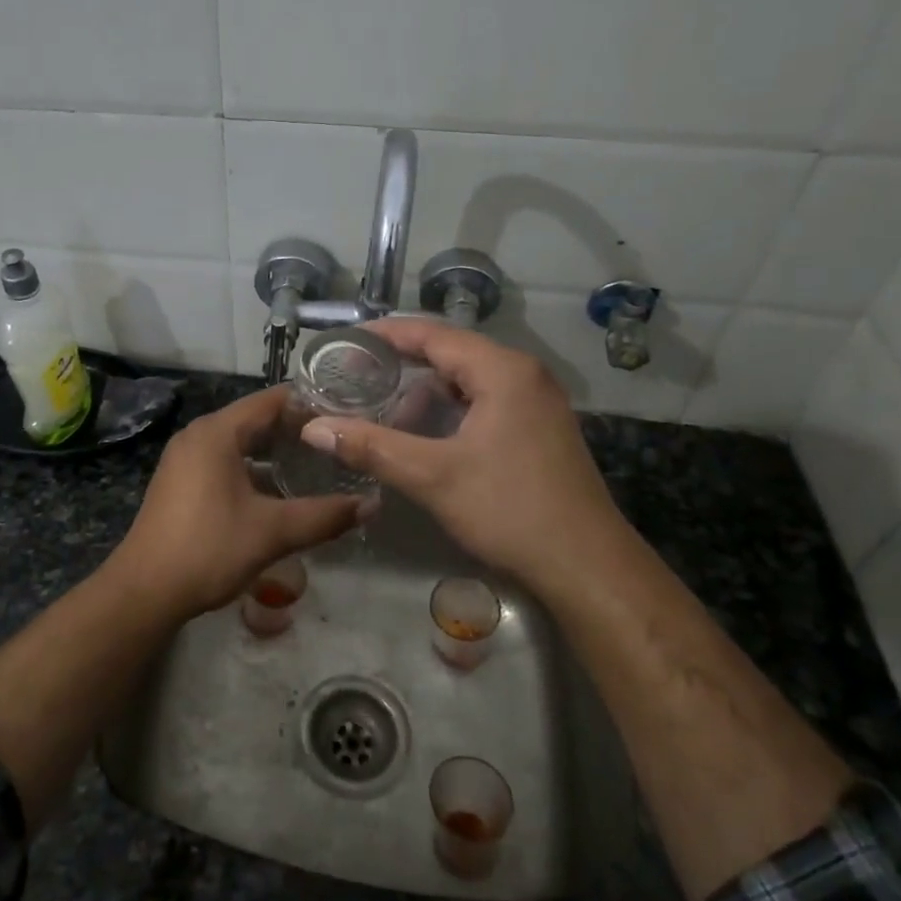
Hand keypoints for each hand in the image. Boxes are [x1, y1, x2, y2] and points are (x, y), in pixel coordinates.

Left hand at [108, 385, 368, 616]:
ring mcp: (185, 459)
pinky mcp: (180, 482)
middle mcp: (198, 436)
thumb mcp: (272, 532)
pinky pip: (224, 461)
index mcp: (216, 432)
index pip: (271, 400)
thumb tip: (371, 505)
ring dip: (274, 451)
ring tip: (317, 462)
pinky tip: (278, 490)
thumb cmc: (208, 549)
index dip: (309, 403)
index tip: (347, 411)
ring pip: (239, 442)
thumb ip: (324, 515)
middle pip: (255, 419)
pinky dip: (252, 467)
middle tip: (339, 440)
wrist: (144, 591)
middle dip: (295, 428)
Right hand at [300, 320, 633, 603]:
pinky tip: (424, 436)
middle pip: (450, 354)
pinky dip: (449, 410)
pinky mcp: (539, 428)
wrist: (586, 566)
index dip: (386, 334)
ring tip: (383, 412)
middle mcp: (524, 375)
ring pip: (467, 381)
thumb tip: (313, 428)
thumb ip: (371, 446)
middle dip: (401, 365)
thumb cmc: (510, 509)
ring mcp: (536, 402)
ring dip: (425, 393)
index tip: (345, 342)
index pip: (433, 334)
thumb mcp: (432, 476)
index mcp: (503, 370)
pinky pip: (484, 402)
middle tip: (355, 378)